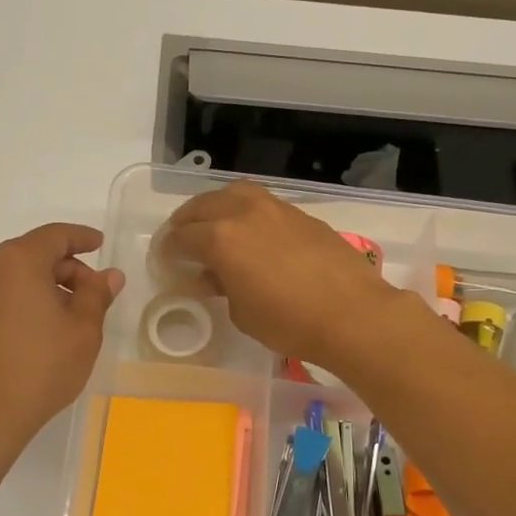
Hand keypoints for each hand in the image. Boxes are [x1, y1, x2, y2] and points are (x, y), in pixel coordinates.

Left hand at [0, 223, 124, 458]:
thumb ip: (97, 295)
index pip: (55, 236)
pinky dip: (23, 301)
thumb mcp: (82, 331)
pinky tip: (41, 331)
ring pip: (15, 276)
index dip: (82, 238)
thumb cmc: (40, 368)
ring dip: (45, 287)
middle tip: (94, 295)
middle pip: (33, 254)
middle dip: (67, 269)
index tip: (100, 244)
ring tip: (70, 318)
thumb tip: (109, 275)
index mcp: (16, 260)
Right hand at [158, 182, 401, 370]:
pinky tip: (250, 233)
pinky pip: (261, 203)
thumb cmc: (288, 322)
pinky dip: (245, 212)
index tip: (164, 260)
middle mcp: (244, 213)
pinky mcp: (300, 215)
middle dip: (186, 222)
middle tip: (180, 239)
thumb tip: (212, 276)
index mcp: (221, 238)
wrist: (351, 314)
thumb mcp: (241, 313)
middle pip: (203, 206)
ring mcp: (275, 209)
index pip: (182, 237)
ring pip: (234, 193)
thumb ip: (221, 287)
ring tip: (213, 225)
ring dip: (216, 207)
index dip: (168, 250)